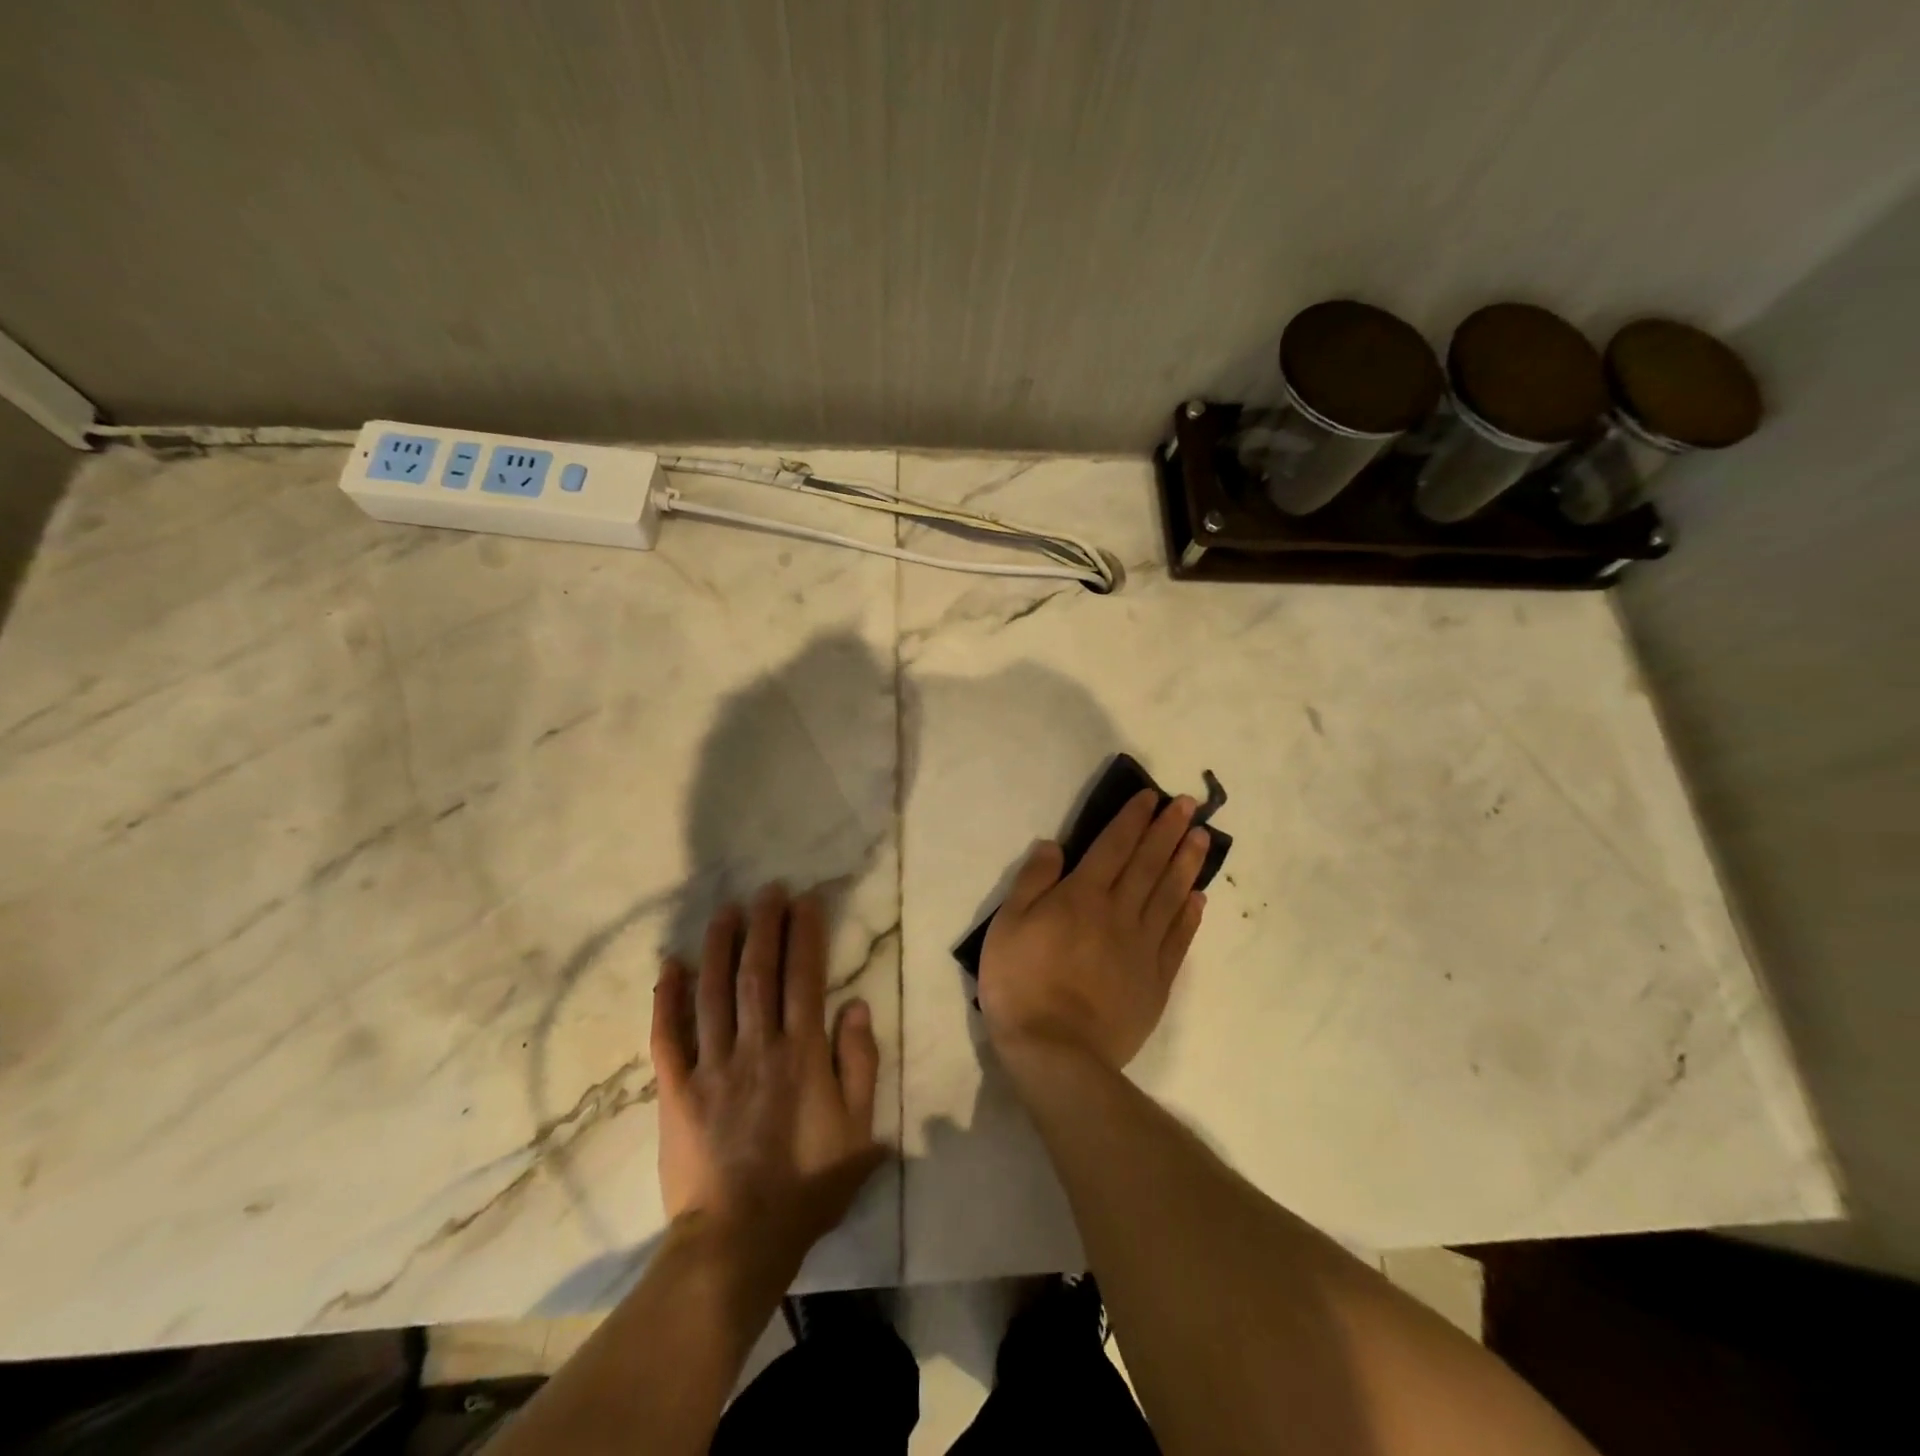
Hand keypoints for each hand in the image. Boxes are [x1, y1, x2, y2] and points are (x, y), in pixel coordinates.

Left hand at [651, 886, 886, 1269]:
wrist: (737, 1243)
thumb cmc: (808, 1186)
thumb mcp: (859, 1130)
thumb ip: (860, 1064)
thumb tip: (856, 1006)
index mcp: (801, 1053)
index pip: (804, 977)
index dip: (805, 933)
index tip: (805, 900)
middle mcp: (756, 1046)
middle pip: (758, 971)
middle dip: (764, 925)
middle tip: (767, 890)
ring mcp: (712, 1066)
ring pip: (713, 991)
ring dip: (720, 945)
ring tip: (725, 910)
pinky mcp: (677, 1090)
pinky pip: (667, 1037)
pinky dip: (666, 999)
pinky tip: (670, 965)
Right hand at [979, 790, 1208, 1073]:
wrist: (1057, 1051)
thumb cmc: (1021, 983)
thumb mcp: (1008, 924)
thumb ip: (1033, 881)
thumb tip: (1055, 845)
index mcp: (1083, 896)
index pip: (1114, 846)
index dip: (1133, 819)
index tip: (1152, 797)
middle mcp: (1120, 912)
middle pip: (1149, 864)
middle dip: (1168, 831)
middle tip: (1190, 806)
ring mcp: (1143, 947)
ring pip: (1170, 895)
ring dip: (1187, 863)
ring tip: (1202, 839)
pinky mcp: (1156, 980)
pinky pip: (1178, 939)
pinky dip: (1190, 914)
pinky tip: (1199, 897)